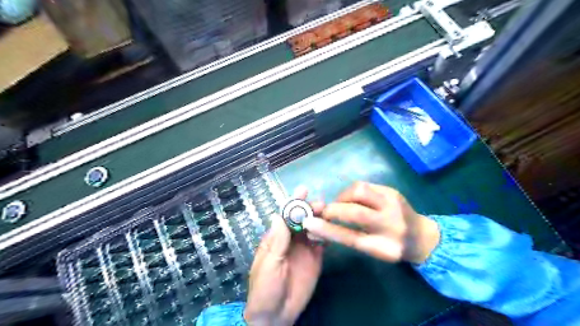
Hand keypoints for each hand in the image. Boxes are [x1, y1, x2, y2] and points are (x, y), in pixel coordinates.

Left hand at [243, 187, 325, 324]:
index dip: (293, 202)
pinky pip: (322, 241)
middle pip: (301, 218)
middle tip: (320, 203)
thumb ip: (276, 242)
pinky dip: (326, 233)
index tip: (303, 190)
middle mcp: (291, 239)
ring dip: (320, 218)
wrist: (277, 314)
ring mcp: (304, 247)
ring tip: (328, 212)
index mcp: (276, 237)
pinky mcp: (315, 257)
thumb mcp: (269, 264)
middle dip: (310, 208)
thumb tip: (278, 215)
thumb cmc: (265, 288)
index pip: (285, 216)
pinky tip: (331, 229)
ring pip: (313, 227)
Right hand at [304, 183, 439, 263]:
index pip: (351, 238)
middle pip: (355, 211)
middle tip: (324, 212)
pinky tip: (352, 199)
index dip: (327, 230)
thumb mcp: (372, 250)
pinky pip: (364, 185)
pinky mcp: (392, 190)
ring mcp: (393, 203)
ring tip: (341, 205)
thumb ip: (346, 238)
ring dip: (342, 197)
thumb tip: (316, 229)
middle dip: (333, 209)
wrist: (422, 235)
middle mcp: (391, 223)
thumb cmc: (392, 247)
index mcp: (386, 246)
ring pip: (359, 190)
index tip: (309, 223)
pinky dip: (351, 192)